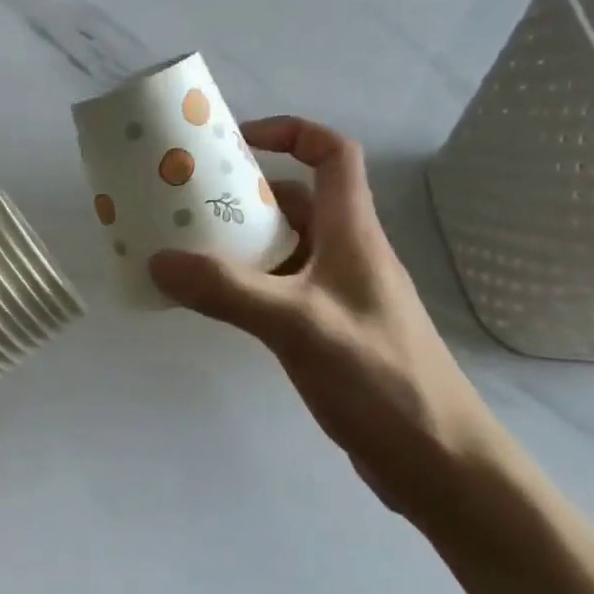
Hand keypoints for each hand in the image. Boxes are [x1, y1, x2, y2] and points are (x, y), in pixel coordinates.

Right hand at [148, 116, 498, 515]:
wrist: (435, 459)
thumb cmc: (378, 377)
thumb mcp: (297, 325)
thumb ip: (227, 291)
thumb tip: (158, 260)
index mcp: (352, 233)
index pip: (332, 155)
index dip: (290, 133)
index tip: (236, 142)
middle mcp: (346, 255)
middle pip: (296, 201)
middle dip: (243, 193)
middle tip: (186, 202)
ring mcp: (337, 296)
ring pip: (283, 249)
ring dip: (239, 243)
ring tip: (184, 249)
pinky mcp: (328, 332)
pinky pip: (278, 290)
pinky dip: (244, 285)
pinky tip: (211, 303)